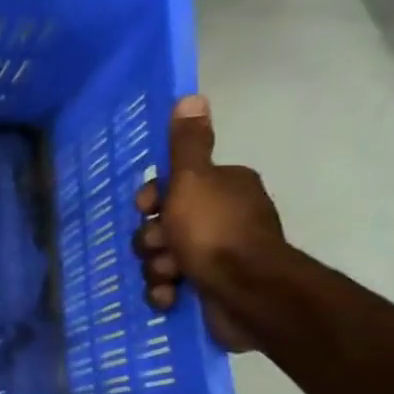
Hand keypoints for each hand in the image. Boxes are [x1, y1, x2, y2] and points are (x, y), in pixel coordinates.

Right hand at [133, 95, 284, 351]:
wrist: (247, 292)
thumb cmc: (214, 231)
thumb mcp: (193, 180)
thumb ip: (187, 144)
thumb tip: (192, 97)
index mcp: (223, 187)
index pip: (172, 186)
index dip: (152, 199)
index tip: (147, 208)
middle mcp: (223, 217)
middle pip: (163, 224)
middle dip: (153, 240)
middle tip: (161, 247)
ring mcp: (218, 255)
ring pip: (162, 257)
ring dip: (157, 268)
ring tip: (169, 276)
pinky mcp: (212, 288)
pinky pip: (172, 286)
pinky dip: (167, 292)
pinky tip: (170, 297)